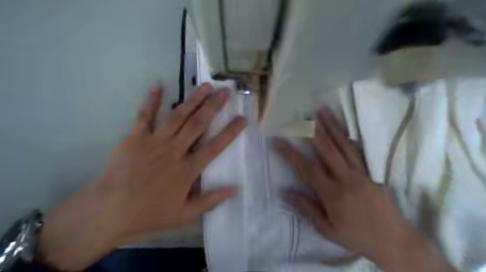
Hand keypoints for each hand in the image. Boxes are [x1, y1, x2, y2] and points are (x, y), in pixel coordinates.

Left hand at [36, 84, 246, 270]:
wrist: (109, 212)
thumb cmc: (150, 214)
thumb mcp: (185, 214)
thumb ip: (211, 200)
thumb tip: (237, 190)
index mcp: (188, 169)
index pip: (215, 146)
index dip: (230, 132)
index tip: (242, 118)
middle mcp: (174, 150)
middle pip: (198, 124)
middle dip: (214, 106)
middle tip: (225, 91)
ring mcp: (154, 142)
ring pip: (178, 116)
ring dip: (193, 100)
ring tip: (205, 86)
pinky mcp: (135, 138)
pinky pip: (144, 116)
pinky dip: (151, 101)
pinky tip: (158, 86)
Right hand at [275, 107, 457, 270]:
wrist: (395, 241)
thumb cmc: (357, 236)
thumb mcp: (327, 229)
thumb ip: (306, 209)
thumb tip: (285, 192)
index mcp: (331, 193)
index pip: (306, 168)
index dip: (290, 153)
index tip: (277, 141)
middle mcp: (345, 178)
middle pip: (325, 149)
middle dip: (311, 131)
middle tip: (301, 116)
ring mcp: (360, 172)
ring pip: (342, 144)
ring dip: (331, 126)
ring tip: (322, 110)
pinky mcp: (371, 171)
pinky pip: (357, 150)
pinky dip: (348, 136)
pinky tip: (342, 127)